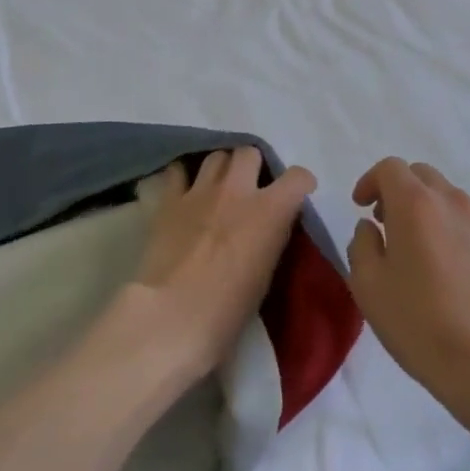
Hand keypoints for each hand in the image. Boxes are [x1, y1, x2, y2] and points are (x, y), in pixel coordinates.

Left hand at [136, 147, 316, 376]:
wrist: (173, 317)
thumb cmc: (229, 309)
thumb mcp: (267, 271)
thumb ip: (272, 235)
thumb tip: (271, 224)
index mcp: (270, 209)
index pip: (298, 177)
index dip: (301, 184)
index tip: (298, 195)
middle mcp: (237, 189)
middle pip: (249, 152)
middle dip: (252, 166)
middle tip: (250, 187)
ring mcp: (200, 191)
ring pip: (216, 156)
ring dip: (221, 169)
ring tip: (218, 187)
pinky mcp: (169, 201)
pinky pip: (177, 171)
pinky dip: (184, 177)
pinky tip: (185, 190)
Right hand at [348, 158, 469, 429]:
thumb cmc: (418, 321)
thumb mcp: (368, 286)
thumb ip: (361, 245)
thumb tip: (370, 228)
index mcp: (415, 203)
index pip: (390, 168)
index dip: (370, 181)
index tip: (360, 207)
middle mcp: (450, 201)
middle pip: (420, 174)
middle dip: (396, 190)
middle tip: (383, 223)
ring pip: (445, 194)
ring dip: (423, 205)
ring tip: (412, 245)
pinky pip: (464, 217)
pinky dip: (445, 223)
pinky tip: (441, 263)